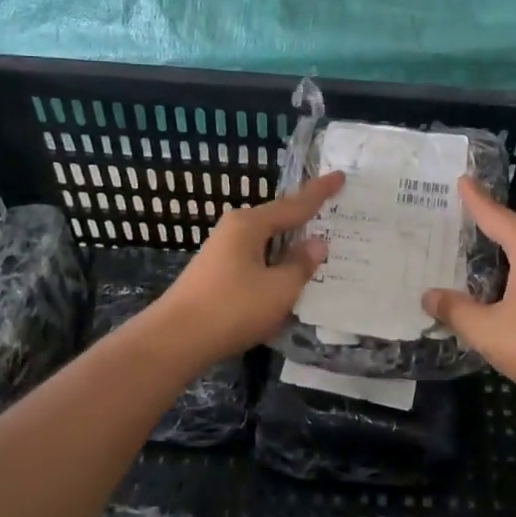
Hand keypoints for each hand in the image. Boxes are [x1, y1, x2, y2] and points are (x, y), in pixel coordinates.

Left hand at [151, 172, 344, 362]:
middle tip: (335, 217)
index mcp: (250, 224)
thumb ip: (301, 264)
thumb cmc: (232, 308)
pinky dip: (275, 269)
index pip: (294, 204)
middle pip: (278, 221)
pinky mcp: (217, 276)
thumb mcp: (279, 289)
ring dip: (289, 250)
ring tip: (317, 253)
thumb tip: (316, 243)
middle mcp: (234, 230)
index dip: (320, 192)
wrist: (175, 340)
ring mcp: (222, 253)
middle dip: (304, 221)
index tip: (340, 176)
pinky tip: (287, 283)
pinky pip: (256, 263)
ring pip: (266, 245)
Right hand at [421, 178, 515, 404]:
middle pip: (514, 230)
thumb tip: (428, 295)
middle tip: (464, 209)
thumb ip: (457, 311)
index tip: (462, 179)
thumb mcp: (488, 330)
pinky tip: (503, 285)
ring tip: (479, 244)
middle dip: (489, 220)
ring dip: (503, 248)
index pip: (496, 217)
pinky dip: (514, 270)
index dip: (476, 200)